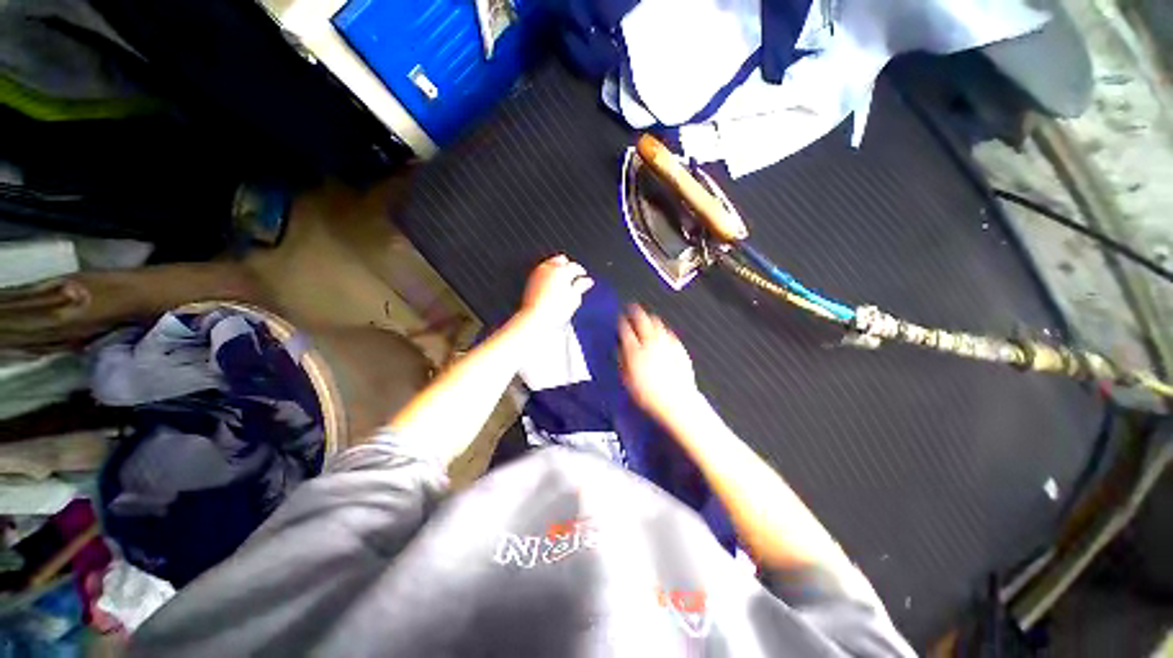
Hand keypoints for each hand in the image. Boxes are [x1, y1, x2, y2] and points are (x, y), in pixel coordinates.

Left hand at [517, 255, 593, 332]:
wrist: (536, 317)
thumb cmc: (555, 310)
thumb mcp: (574, 298)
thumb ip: (581, 286)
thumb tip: (587, 281)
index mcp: (562, 271)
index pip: (575, 266)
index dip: (581, 271)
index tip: (583, 277)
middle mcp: (549, 268)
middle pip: (561, 260)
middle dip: (568, 266)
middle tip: (573, 276)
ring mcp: (538, 272)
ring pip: (550, 263)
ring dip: (557, 268)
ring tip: (562, 280)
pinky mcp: (531, 279)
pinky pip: (541, 270)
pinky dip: (548, 273)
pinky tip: (551, 283)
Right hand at [619, 305, 699, 422]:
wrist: (676, 401)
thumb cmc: (648, 394)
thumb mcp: (627, 380)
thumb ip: (621, 360)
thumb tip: (618, 346)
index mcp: (635, 351)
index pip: (625, 328)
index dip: (621, 320)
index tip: (619, 317)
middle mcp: (650, 343)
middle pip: (642, 319)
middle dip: (634, 311)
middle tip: (631, 307)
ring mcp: (666, 343)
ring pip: (657, 322)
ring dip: (649, 317)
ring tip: (646, 317)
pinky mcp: (678, 347)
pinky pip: (668, 331)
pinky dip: (662, 328)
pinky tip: (660, 331)